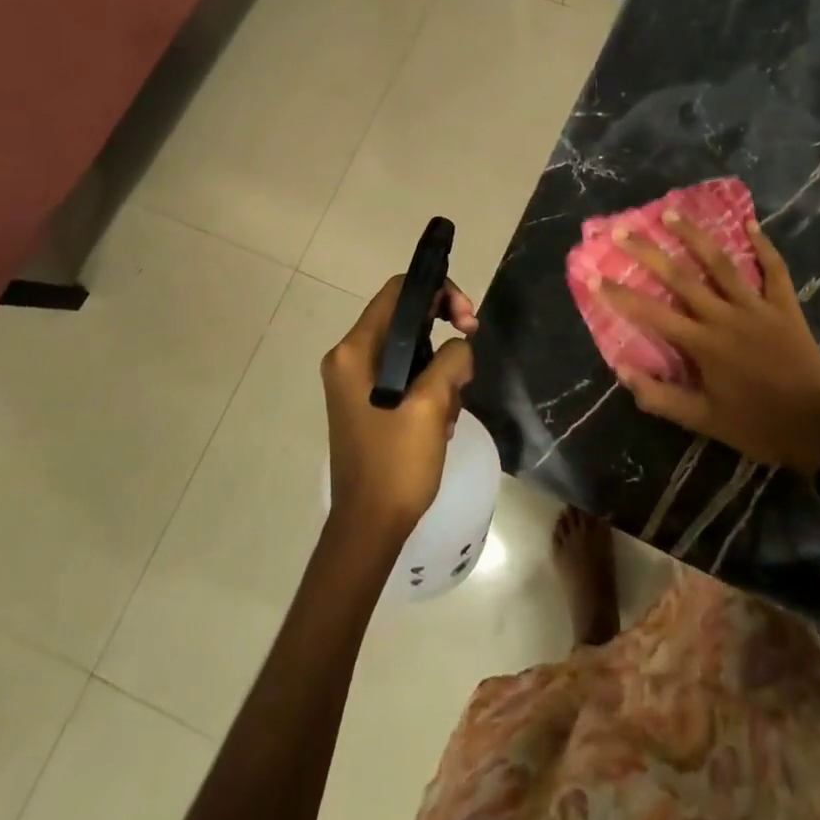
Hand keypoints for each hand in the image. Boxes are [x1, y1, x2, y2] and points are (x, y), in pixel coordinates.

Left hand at [322, 275, 478, 543]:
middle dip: (443, 332)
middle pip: (404, 318)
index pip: (398, 293)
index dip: (438, 292)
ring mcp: (355, 382)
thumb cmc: (396, 463)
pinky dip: (428, 387)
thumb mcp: (431, 404)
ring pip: (409, 349)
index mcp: (355, 351)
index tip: (467, 319)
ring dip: (439, 367)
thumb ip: (450, 360)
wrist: (369, 527)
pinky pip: (404, 375)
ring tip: (452, 405)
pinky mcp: (366, 402)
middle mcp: (349, 359)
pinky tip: (441, 420)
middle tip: (470, 351)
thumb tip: (460, 346)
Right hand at [594, 214, 819, 475]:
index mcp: (702, 344)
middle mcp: (724, 316)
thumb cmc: (756, 426)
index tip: (592, 275)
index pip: (651, 313)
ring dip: (694, 236)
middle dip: (647, 252)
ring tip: (671, 213)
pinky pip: (774, 270)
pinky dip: (763, 246)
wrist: (818, 430)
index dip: (619, 294)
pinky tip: (750, 224)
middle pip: (680, 277)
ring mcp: (757, 307)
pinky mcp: (785, 307)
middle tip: (622, 231)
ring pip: (721, 263)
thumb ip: (660, 397)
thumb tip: (621, 370)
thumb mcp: (703, 421)